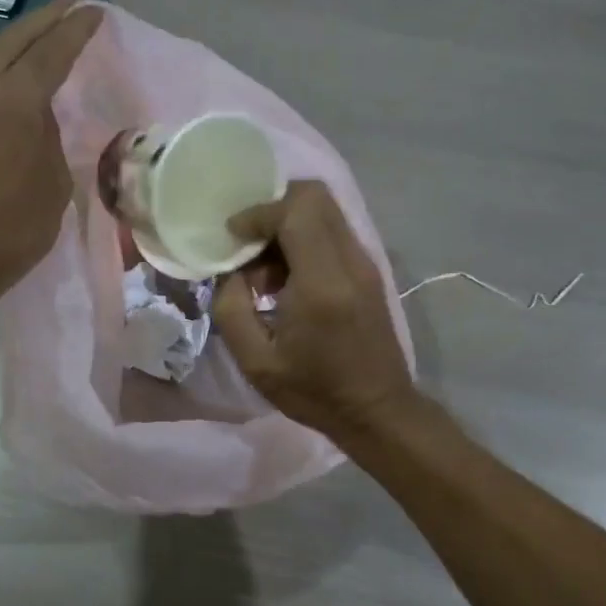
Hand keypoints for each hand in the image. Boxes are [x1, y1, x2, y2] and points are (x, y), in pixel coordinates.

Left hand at [0, 0, 102, 306]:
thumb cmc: (11, 230)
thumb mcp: (54, 185)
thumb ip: (50, 139)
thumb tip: (40, 120)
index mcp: (13, 102)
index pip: (51, 52)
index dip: (76, 30)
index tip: (95, 12)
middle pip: (13, 41)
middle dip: (45, 21)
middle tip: (70, 7)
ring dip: (17, 49)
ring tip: (41, 45)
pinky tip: (6, 92)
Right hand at [211, 181, 417, 442]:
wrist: (376, 410)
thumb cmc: (314, 391)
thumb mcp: (256, 362)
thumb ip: (231, 309)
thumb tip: (229, 272)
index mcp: (322, 283)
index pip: (295, 210)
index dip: (257, 213)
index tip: (231, 237)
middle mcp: (350, 261)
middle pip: (314, 195)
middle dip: (272, 209)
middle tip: (247, 245)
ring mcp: (365, 263)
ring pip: (324, 211)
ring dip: (287, 226)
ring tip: (263, 272)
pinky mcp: (368, 271)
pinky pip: (332, 232)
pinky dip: (303, 240)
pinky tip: (285, 280)